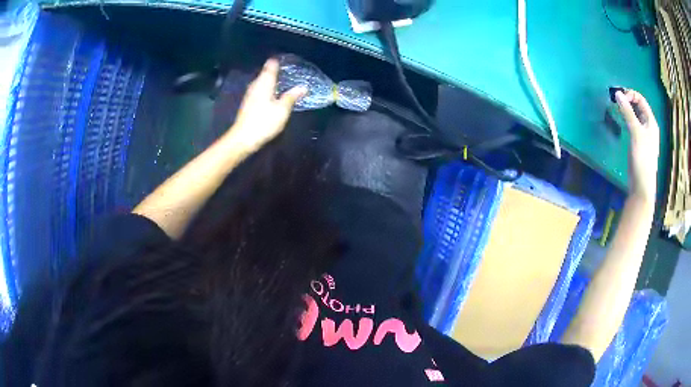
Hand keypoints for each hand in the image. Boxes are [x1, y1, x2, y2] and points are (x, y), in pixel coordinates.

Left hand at [228, 59, 306, 151]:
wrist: (243, 138)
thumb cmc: (264, 122)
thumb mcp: (282, 110)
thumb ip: (292, 96)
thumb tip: (303, 87)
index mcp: (264, 83)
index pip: (271, 65)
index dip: (279, 61)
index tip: (288, 60)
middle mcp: (256, 85)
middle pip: (266, 73)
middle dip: (277, 71)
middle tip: (290, 71)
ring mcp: (251, 94)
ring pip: (263, 82)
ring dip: (273, 81)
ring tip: (285, 82)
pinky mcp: (249, 103)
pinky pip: (261, 90)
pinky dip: (268, 90)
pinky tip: (275, 95)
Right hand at [615, 89, 659, 198]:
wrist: (642, 185)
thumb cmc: (642, 157)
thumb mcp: (635, 132)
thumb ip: (627, 112)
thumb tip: (617, 93)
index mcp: (651, 122)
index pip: (641, 100)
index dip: (631, 94)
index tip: (619, 96)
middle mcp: (649, 126)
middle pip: (639, 107)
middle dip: (628, 101)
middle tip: (616, 101)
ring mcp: (644, 136)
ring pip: (636, 116)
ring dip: (627, 110)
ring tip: (617, 109)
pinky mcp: (639, 144)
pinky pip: (633, 126)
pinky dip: (627, 120)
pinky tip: (621, 122)